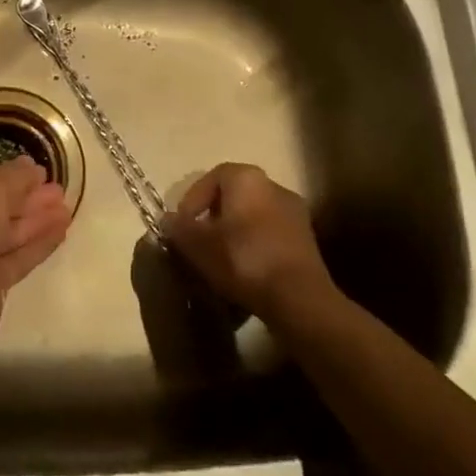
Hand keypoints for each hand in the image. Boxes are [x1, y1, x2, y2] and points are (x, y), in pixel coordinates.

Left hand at [0, 157, 71, 353]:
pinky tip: (62, 231)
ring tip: (69, 209)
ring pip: (11, 231)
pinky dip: (39, 243)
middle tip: (61, 190)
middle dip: (30, 197)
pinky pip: (18, 256)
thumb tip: (31, 166)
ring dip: (39, 219)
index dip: (13, 174)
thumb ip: (16, 176)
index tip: (42, 172)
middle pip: (0, 205)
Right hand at [162, 163, 333, 322]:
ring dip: (235, 233)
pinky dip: (255, 247)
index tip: (183, 224)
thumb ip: (179, 228)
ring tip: (221, 258)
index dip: (193, 199)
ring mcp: (295, 213)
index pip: (212, 177)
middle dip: (214, 216)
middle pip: (235, 196)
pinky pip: (271, 235)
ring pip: (254, 216)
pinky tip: (246, 271)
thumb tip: (168, 219)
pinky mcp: (307, 241)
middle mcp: (274, 186)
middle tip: (200, 240)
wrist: (299, 298)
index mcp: (247, 178)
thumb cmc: (243, 259)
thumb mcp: (198, 245)